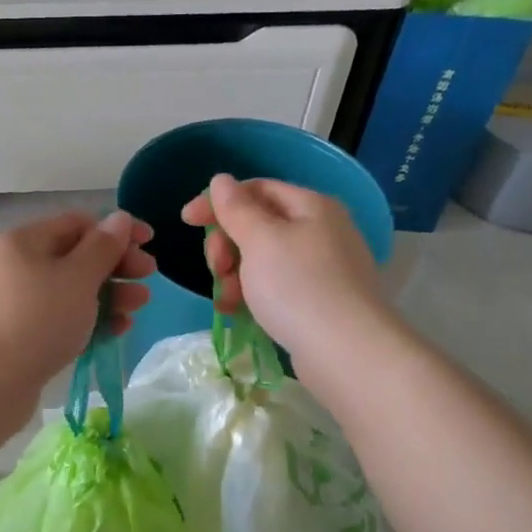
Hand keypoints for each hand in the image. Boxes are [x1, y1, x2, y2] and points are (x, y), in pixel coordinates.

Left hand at [0, 209, 155, 401]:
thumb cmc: (36, 320)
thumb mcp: (77, 278)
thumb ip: (103, 247)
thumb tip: (119, 218)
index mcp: (23, 241)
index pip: (77, 223)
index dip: (116, 230)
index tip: (150, 243)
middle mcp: (15, 266)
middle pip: (75, 257)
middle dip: (116, 266)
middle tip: (149, 278)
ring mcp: (15, 303)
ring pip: (70, 291)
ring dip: (108, 295)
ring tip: (137, 308)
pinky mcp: (19, 336)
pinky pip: (60, 319)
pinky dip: (88, 320)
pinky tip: (116, 330)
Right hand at [180, 175, 388, 371]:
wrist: (346, 352)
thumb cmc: (298, 287)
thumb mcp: (260, 240)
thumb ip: (237, 208)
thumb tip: (222, 180)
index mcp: (311, 206)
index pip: (257, 189)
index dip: (219, 201)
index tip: (186, 221)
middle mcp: (321, 231)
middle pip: (259, 225)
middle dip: (227, 244)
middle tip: (216, 269)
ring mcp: (323, 268)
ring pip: (264, 259)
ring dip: (236, 274)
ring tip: (227, 300)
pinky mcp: (320, 301)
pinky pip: (277, 287)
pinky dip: (254, 295)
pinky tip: (239, 313)